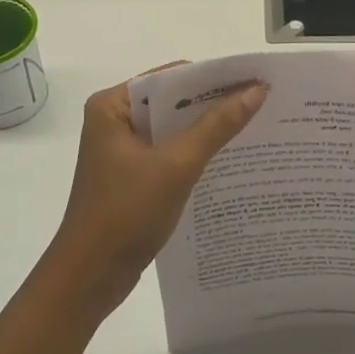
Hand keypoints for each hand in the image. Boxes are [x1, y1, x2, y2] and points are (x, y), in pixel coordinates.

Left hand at [39, 67, 267, 318]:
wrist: (91, 276)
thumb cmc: (126, 212)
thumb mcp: (176, 165)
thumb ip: (216, 126)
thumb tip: (257, 90)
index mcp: (112, 105)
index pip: (170, 77)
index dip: (212, 77)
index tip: (253, 78)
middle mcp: (114, 120)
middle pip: (172, 101)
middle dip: (214, 102)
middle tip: (263, 100)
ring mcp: (122, 149)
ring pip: (173, 128)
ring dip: (208, 129)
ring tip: (256, 124)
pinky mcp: (132, 175)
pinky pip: (170, 152)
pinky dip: (196, 152)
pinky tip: (230, 157)